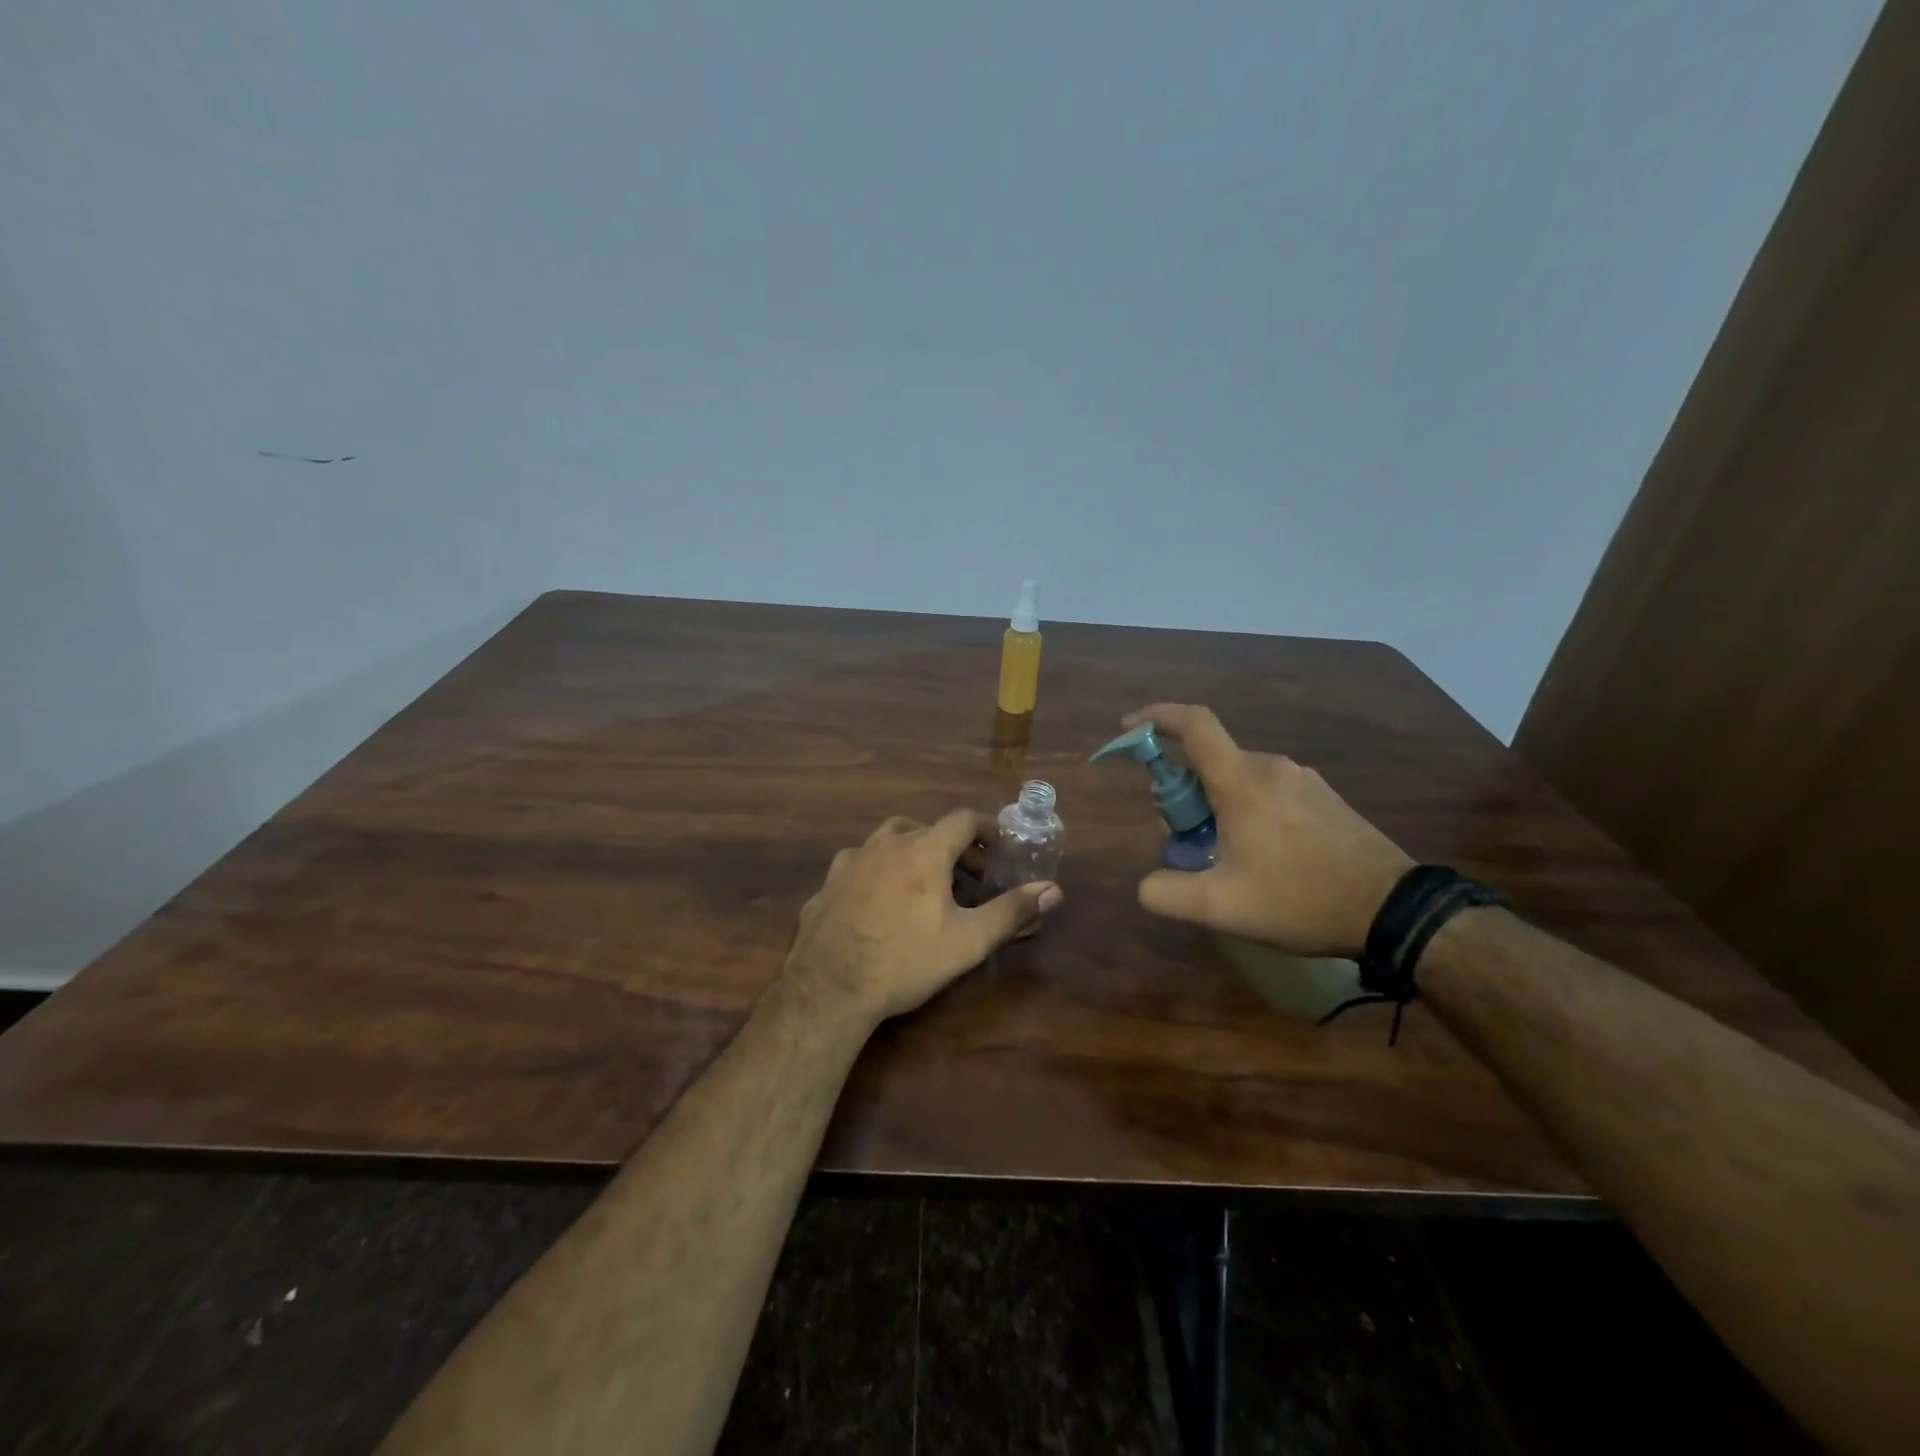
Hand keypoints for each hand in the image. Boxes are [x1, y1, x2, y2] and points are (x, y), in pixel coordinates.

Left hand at [781, 810, 1063, 1027]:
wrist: (829, 990)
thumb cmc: (906, 961)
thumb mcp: (968, 941)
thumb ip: (1011, 911)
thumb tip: (1054, 890)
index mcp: (923, 850)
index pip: (962, 819)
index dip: (986, 828)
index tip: (999, 845)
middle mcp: (885, 845)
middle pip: (925, 828)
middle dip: (952, 845)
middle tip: (968, 874)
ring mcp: (850, 862)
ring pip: (887, 841)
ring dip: (911, 851)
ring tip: (923, 882)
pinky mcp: (826, 885)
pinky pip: (859, 867)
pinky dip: (877, 873)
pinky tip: (877, 902)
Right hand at [1123, 704, 1411, 957]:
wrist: (1393, 910)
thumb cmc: (1301, 900)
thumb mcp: (1221, 908)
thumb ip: (1166, 893)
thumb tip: (1146, 883)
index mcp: (1243, 782)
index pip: (1194, 724)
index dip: (1155, 716)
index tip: (1128, 727)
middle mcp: (1271, 767)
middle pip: (1210, 759)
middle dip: (1181, 789)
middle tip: (1178, 835)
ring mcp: (1302, 780)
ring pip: (1238, 777)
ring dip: (1213, 803)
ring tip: (1220, 854)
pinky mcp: (1323, 797)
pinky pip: (1266, 789)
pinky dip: (1244, 808)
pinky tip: (1258, 854)